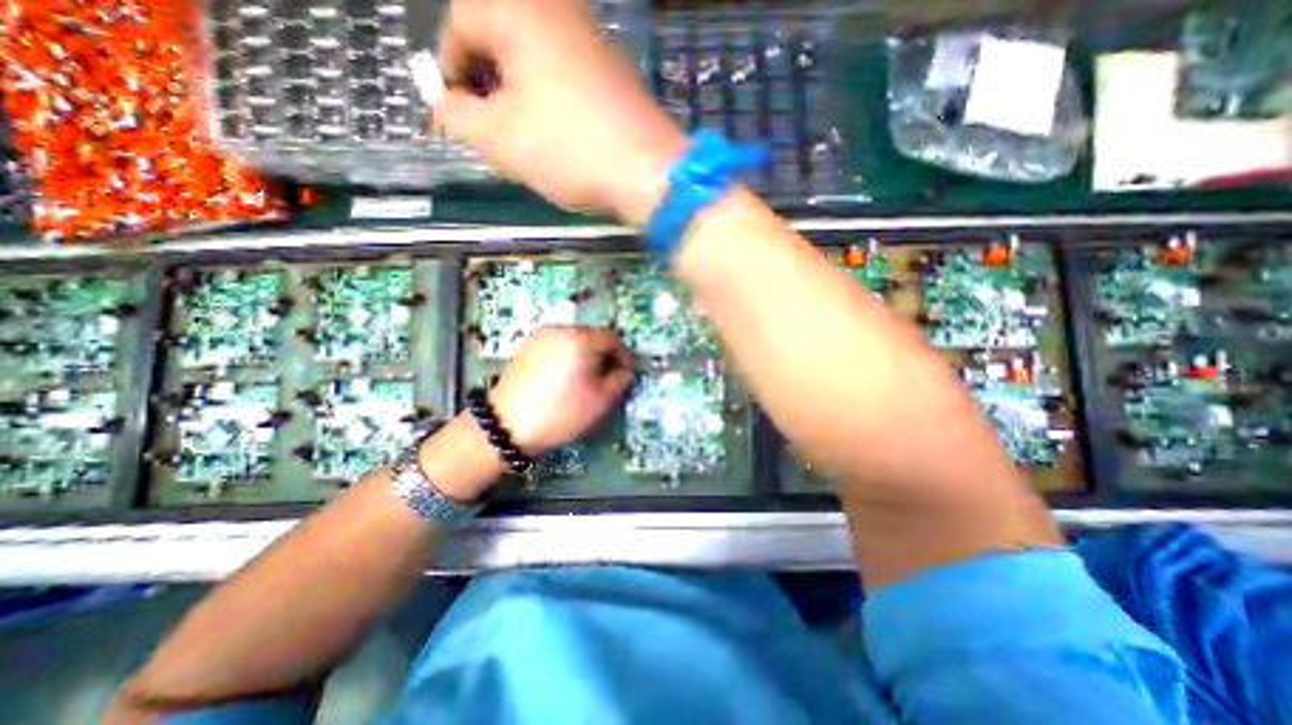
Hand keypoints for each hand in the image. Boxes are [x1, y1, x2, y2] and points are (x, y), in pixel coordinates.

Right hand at [433, 1, 686, 222]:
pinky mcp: (615, 72)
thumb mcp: (500, 140)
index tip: (459, 115)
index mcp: (518, 11)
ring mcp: (593, 40)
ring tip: (526, 139)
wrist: (649, 172)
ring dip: (520, 96)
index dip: (451, 73)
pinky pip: (567, 76)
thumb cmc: (571, 151)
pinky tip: (561, 135)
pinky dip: (552, 100)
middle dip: (487, 85)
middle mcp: (557, 11)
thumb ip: (457, 117)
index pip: (458, 24)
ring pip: (535, 60)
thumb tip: (444, 104)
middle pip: (499, 38)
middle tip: (493, 130)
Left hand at [487, 326, 633, 455]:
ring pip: (573, 340)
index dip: (623, 355)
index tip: (625, 374)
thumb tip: (624, 369)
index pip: (612, 338)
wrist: (507, 425)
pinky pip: (556, 346)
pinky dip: (566, 357)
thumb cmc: (561, 411)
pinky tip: (562, 379)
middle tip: (606, 378)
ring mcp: (540, 337)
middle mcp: (560, 329)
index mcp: (580, 339)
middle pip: (592, 336)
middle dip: (603, 355)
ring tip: (584, 380)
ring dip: (585, 356)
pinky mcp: (526, 347)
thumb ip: (620, 380)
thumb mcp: (601, 400)